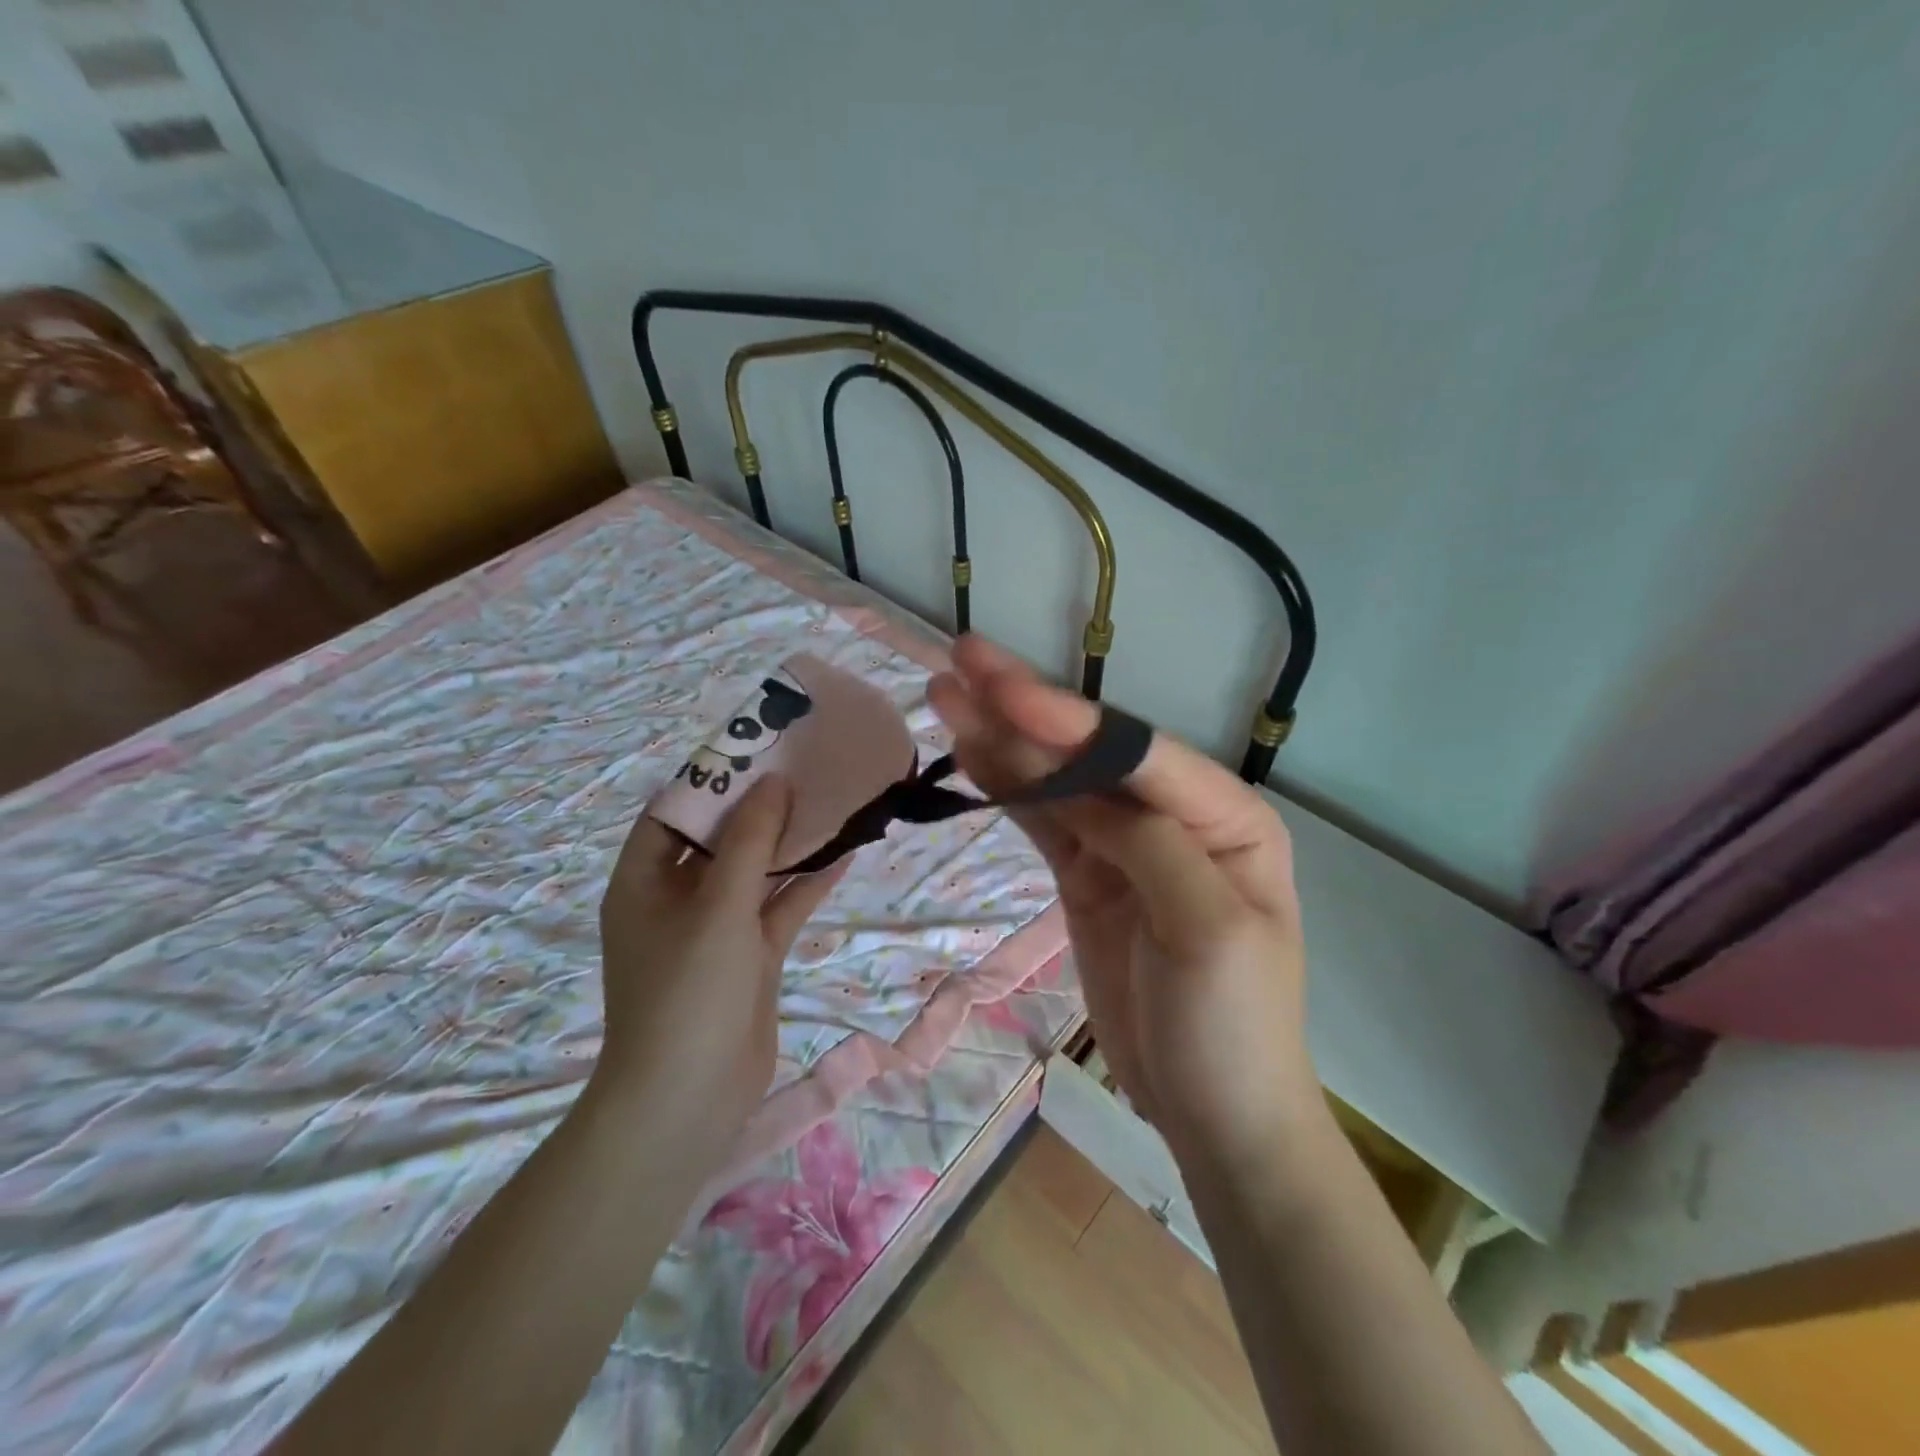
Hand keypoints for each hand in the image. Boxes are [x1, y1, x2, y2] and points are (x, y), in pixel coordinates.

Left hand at [596, 776, 848, 1148]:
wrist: (688, 1100)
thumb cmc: (687, 991)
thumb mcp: (717, 906)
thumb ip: (749, 841)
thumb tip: (774, 782)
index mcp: (644, 881)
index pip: (674, 812)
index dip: (712, 778)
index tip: (756, 748)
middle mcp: (677, 898)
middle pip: (720, 838)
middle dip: (760, 805)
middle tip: (804, 765)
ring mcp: (716, 929)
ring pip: (756, 871)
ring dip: (789, 842)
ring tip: (830, 799)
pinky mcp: (750, 955)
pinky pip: (780, 906)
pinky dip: (808, 882)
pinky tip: (846, 852)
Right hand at [928, 636, 1321, 1170]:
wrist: (1213, 1114)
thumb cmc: (1232, 1025)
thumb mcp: (1208, 931)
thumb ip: (1149, 844)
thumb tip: (1081, 787)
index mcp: (1226, 816)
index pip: (1138, 753)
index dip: (1069, 720)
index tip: (1002, 689)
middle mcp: (1175, 814)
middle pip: (1090, 751)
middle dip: (1027, 708)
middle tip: (963, 660)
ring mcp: (1123, 844)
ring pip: (1057, 779)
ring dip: (1004, 738)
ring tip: (947, 694)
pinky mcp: (1087, 874)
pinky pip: (1042, 820)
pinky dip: (1006, 787)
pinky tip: (969, 751)